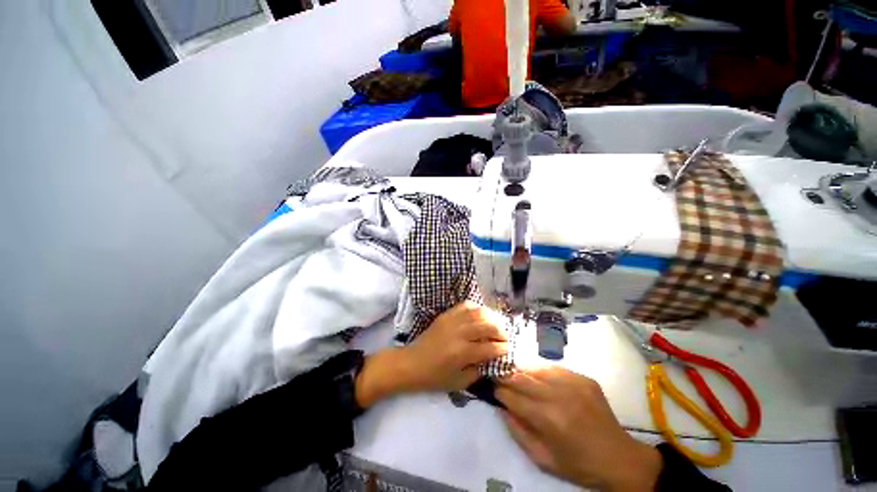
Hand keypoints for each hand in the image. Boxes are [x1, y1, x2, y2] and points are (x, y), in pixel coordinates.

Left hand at [355, 301, 507, 406]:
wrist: (411, 363)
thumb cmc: (434, 377)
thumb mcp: (459, 382)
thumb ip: (479, 371)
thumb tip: (492, 359)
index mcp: (463, 353)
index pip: (490, 347)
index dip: (502, 348)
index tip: (508, 349)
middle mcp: (460, 333)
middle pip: (488, 326)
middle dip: (501, 331)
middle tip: (505, 337)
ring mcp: (452, 321)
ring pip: (478, 312)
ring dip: (491, 317)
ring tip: (496, 324)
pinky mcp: (446, 315)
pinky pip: (465, 305)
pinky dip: (476, 308)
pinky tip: (480, 315)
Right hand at [497, 367, 662, 490]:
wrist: (619, 458)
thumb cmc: (578, 464)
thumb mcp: (543, 459)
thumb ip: (518, 432)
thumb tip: (502, 407)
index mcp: (548, 419)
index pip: (513, 397)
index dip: (499, 391)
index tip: (492, 388)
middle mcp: (558, 396)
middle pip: (521, 377)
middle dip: (505, 375)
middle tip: (497, 374)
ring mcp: (573, 383)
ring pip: (536, 368)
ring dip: (521, 370)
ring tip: (514, 372)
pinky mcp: (583, 378)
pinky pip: (553, 368)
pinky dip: (540, 370)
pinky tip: (537, 376)